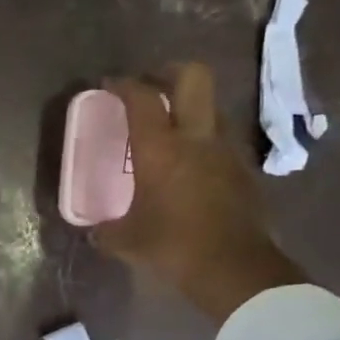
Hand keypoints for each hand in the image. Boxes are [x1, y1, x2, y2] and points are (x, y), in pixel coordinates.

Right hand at [93, 64, 307, 324]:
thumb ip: (106, 230)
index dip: (124, 85)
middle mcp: (197, 137)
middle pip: (193, 77)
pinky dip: (205, 141)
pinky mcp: (244, 170)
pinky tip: (192, 166)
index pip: (142, 98)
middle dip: (170, 72)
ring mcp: (227, 150)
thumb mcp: (126, 241)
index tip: (110, 85)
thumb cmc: (172, 246)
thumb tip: (95, 232)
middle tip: (151, 86)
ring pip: (212, 107)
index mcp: (161, 148)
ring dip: (192, 108)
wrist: (234, 267)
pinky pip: (222, 140)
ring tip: (172, 128)